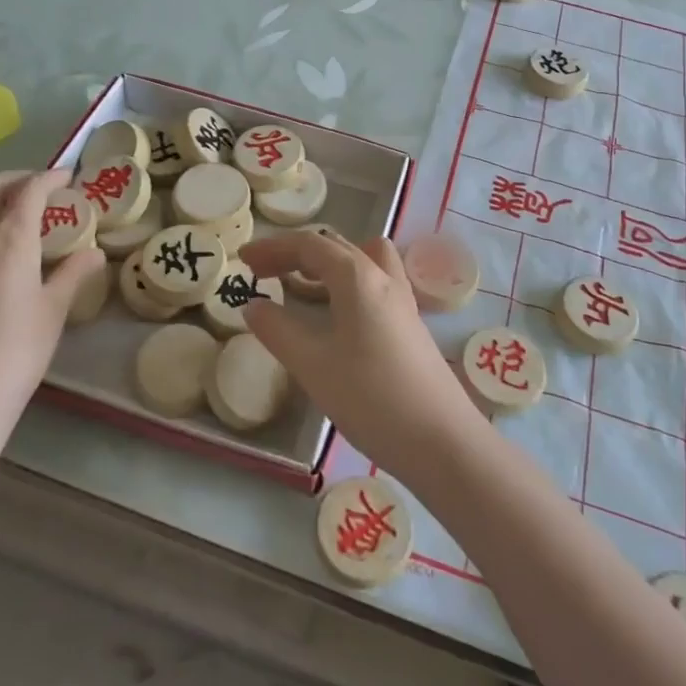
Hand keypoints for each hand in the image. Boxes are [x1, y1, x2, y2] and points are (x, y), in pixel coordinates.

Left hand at [0, 169, 103, 432]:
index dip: (50, 177)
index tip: (68, 177)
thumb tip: (94, 253)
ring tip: (7, 207)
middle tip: (39, 188)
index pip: (30, 190)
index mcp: (10, 237)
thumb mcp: (54, 309)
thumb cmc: (17, 349)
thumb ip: (72, 273)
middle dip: (16, 179)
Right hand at [241, 230, 483, 481]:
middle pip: (336, 247)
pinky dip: (348, 283)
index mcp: (358, 277)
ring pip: (362, 260)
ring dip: (328, 263)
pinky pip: (375, 283)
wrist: (443, 441)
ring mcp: (403, 300)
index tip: (242, 261)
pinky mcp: (411, 324)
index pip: (310, 245)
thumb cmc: (372, 399)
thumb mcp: (313, 366)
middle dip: (296, 253)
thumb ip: (278, 331)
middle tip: (264, 273)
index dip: (273, 248)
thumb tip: (254, 306)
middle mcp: (384, 277)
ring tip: (301, 287)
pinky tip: (337, 316)